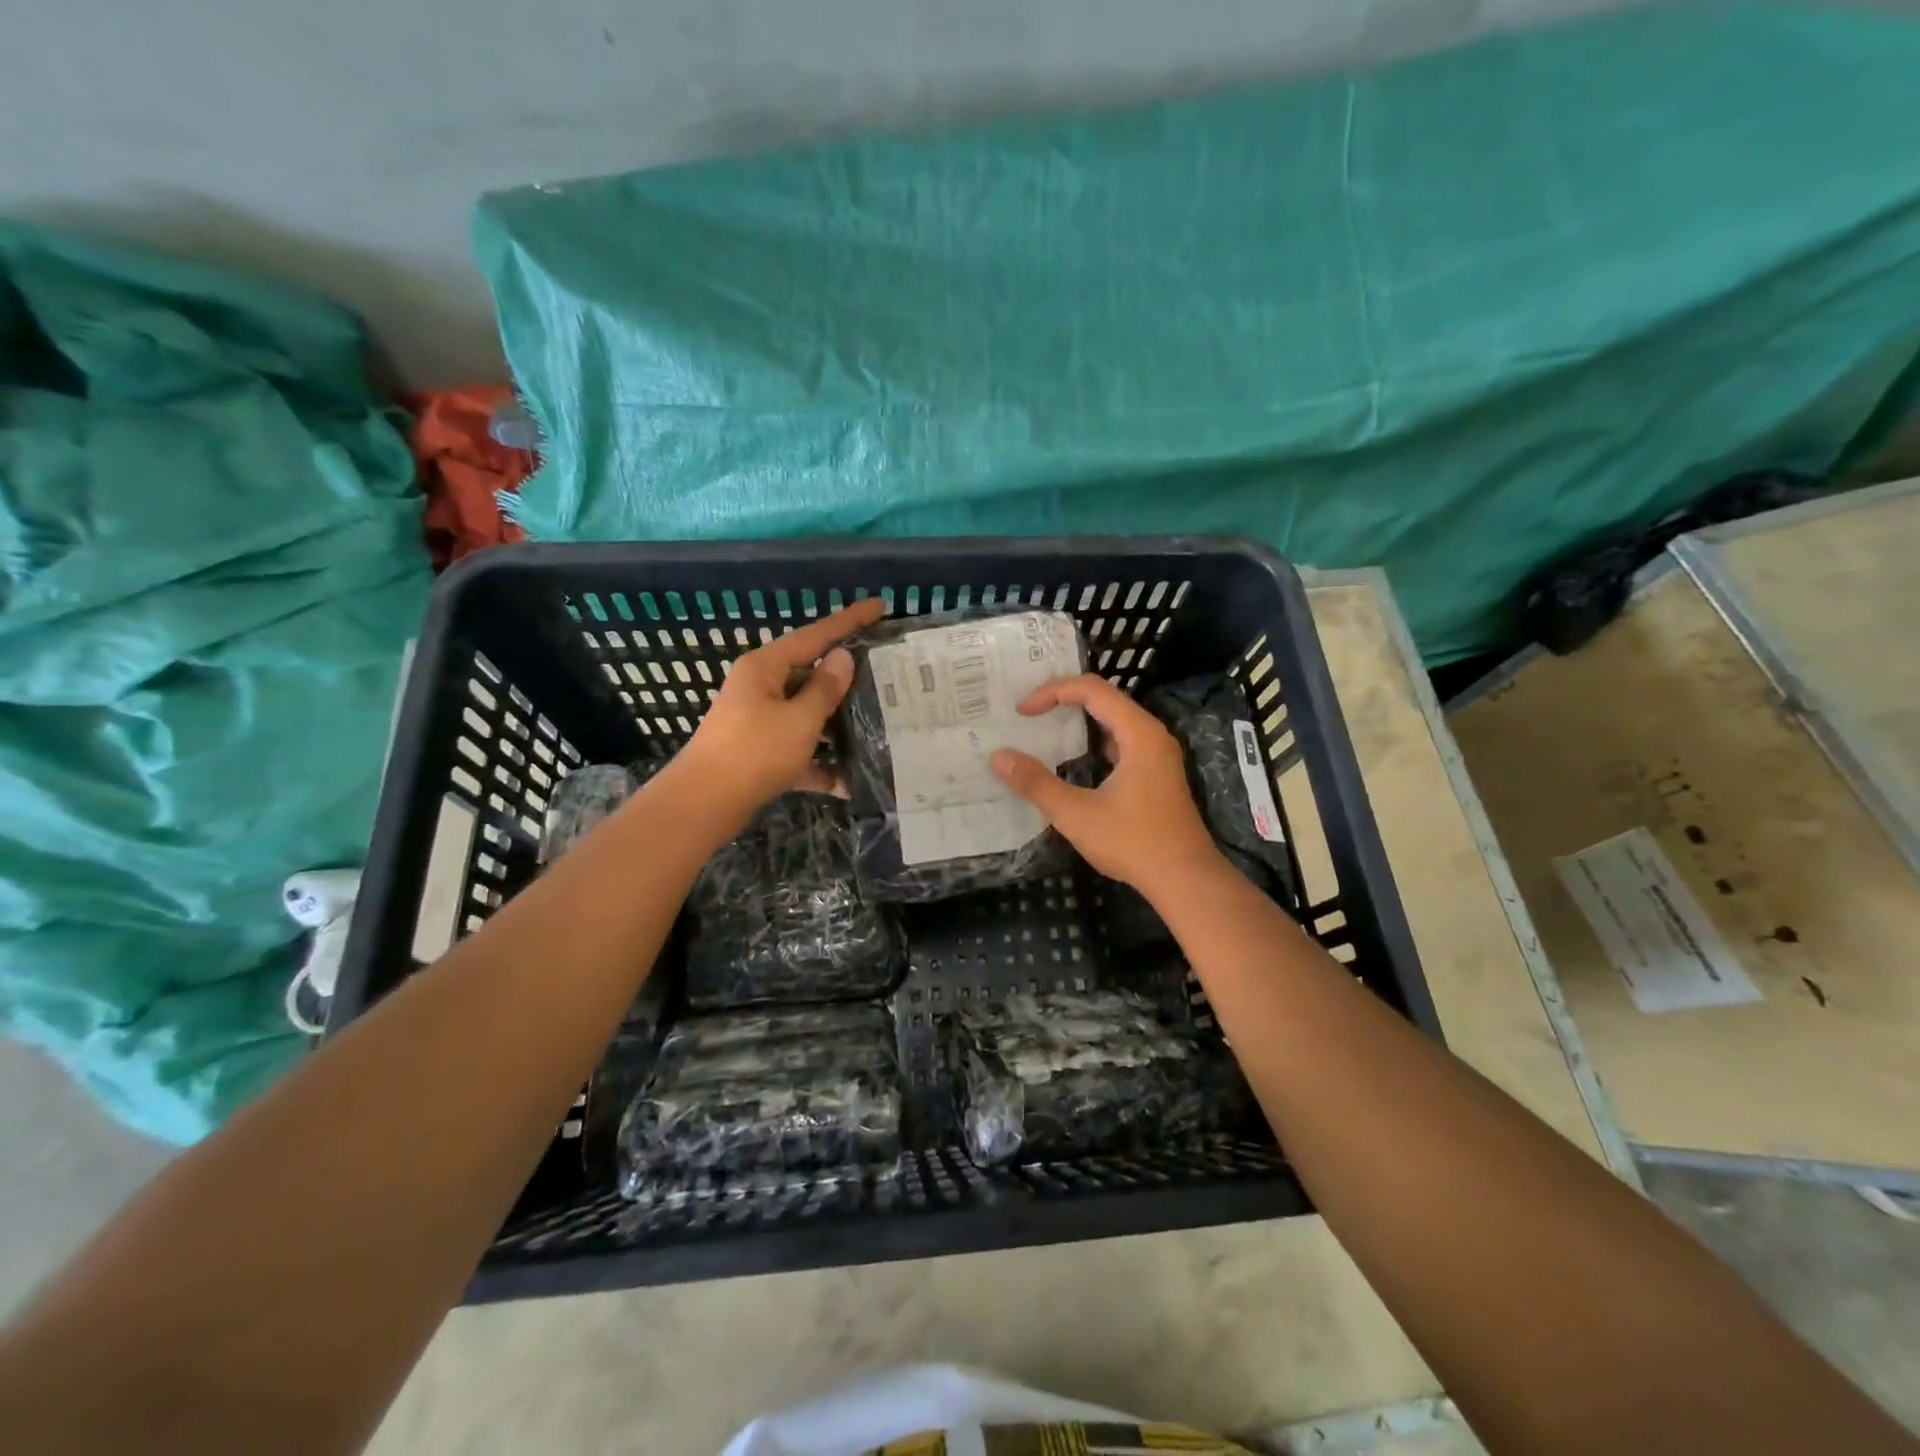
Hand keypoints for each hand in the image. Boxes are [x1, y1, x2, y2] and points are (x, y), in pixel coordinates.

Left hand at [673, 597, 886, 822]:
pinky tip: (847, 784)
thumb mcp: (799, 719)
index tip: (880, 606)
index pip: (815, 635)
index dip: (849, 620)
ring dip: (837, 726)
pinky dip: (819, 763)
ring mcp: (760, 719)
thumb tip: (842, 657)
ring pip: (808, 713)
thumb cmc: (754, 753)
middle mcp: (761, 687)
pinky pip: (799, 749)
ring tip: (879, 726)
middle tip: (887, 674)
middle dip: (847, 680)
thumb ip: (825, 688)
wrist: (704, 804)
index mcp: (766, 667)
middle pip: (811, 674)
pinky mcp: (761, 751)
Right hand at [990, 673, 1220, 897]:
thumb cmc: (1133, 842)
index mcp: (1139, 733)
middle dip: (1063, 700)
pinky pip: (1120, 742)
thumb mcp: (1076, 814)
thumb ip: (1036, 784)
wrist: (1185, 880)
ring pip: (1113, 722)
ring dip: (1078, 721)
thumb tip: (999, 757)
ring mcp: (1157, 755)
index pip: (1092, 690)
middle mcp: (1152, 735)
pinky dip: (1092, 741)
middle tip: (1027, 712)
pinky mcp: (1156, 774)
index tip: (1023, 711)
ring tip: (1043, 728)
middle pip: (1104, 699)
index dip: (1053, 692)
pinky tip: (1071, 760)